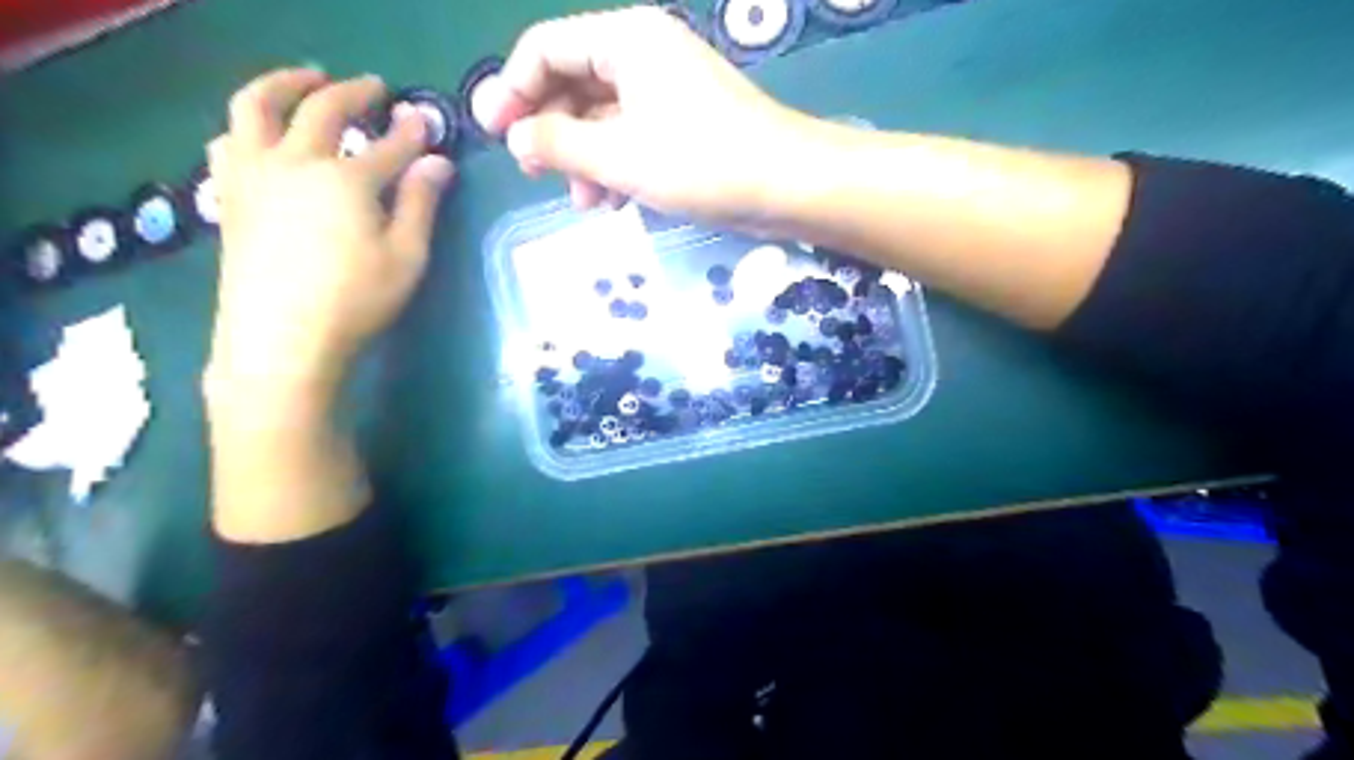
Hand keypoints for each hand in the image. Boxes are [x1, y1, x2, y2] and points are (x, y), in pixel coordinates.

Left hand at [205, 68, 457, 405]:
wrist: (281, 340)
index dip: (410, 132)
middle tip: (373, 87)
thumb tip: (439, 163)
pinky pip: (229, 142)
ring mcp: (253, 175)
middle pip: (320, 109)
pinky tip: (260, 136)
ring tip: (303, 83)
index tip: (423, 119)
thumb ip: (420, 204)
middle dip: (351, 92)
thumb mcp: (406, 257)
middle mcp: (294, 163)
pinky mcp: (229, 197)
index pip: (387, 146)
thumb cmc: (356, 302)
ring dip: (281, 84)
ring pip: (253, 106)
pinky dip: (248, 126)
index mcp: (346, 179)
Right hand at [476, 7, 812, 229]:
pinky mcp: (684, 124)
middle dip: (550, 129)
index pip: (546, 48)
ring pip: (603, 116)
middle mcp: (644, 54)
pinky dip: (615, 165)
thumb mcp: (619, 155)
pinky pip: (632, 136)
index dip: (512, 88)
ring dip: (583, 157)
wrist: (786, 186)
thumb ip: (558, 142)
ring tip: (582, 202)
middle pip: (573, 81)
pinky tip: (611, 202)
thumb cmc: (701, 162)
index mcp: (626, 40)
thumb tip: (516, 135)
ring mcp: (667, 90)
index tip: (492, 134)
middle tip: (532, 171)